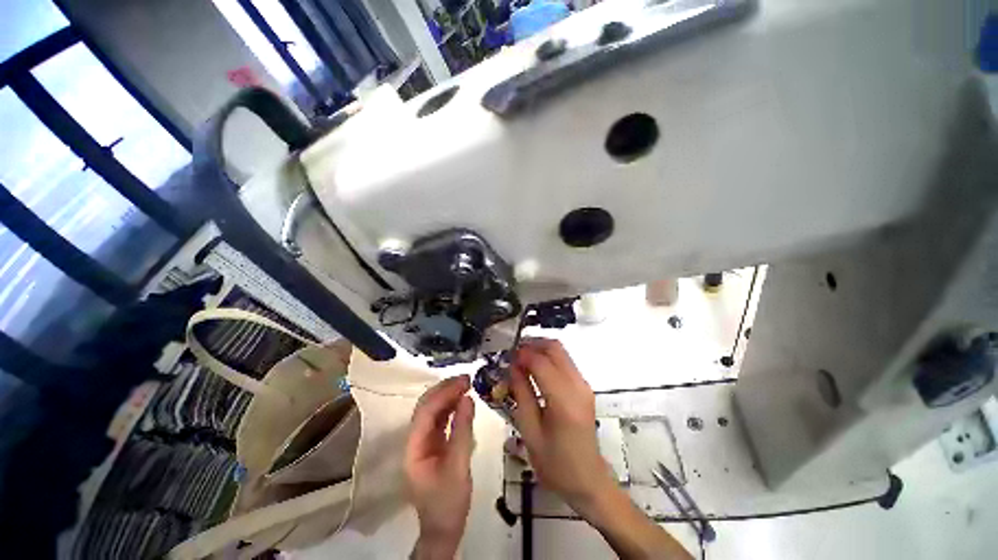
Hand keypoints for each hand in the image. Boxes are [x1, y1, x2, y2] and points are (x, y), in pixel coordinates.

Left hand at [405, 375, 475, 559]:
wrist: (443, 528)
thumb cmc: (448, 502)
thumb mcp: (458, 467)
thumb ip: (462, 431)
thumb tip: (468, 398)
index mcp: (414, 447)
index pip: (426, 412)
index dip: (443, 393)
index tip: (463, 382)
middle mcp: (415, 440)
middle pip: (426, 407)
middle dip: (445, 390)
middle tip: (467, 379)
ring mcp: (424, 441)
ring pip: (433, 411)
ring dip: (448, 396)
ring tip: (467, 385)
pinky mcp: (434, 444)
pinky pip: (441, 420)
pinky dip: (452, 407)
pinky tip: (463, 401)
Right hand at [510, 339, 692, 559]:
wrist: (589, 481)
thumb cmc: (556, 464)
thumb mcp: (530, 433)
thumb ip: (522, 394)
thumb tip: (513, 367)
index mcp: (564, 401)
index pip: (541, 363)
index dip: (522, 355)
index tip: (506, 356)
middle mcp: (578, 386)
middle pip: (555, 348)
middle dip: (532, 344)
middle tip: (513, 353)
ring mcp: (584, 385)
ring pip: (561, 352)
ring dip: (540, 350)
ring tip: (520, 360)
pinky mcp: (584, 388)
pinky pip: (564, 362)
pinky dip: (548, 359)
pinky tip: (534, 370)